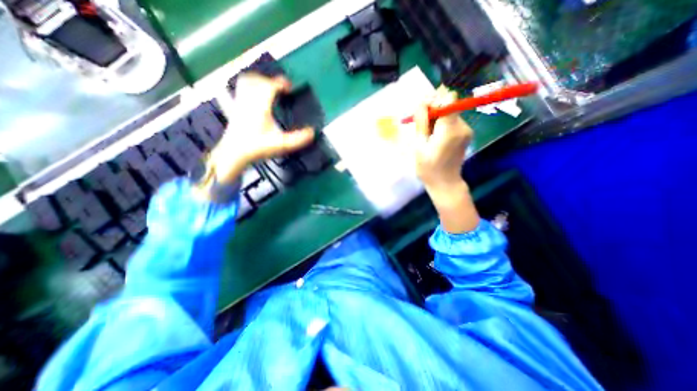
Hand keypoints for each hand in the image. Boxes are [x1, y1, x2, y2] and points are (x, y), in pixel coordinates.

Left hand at [207, 74, 315, 185]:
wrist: (234, 153)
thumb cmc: (257, 147)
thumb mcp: (281, 145)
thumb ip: (298, 139)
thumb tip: (312, 132)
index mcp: (260, 106)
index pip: (270, 86)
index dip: (281, 83)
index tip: (290, 87)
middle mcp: (249, 100)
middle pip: (258, 80)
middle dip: (271, 81)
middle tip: (282, 89)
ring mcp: (240, 101)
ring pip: (247, 80)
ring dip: (260, 80)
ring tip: (269, 87)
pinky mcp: (235, 106)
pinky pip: (241, 88)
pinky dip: (251, 86)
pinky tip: (256, 94)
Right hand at [413, 87, 479, 233]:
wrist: (445, 183)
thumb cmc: (428, 168)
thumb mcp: (419, 146)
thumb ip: (421, 123)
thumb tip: (421, 102)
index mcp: (450, 130)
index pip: (447, 99)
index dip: (434, 100)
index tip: (423, 111)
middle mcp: (462, 126)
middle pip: (449, 104)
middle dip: (434, 110)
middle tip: (422, 125)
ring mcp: (467, 130)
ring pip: (450, 112)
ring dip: (437, 119)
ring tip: (428, 135)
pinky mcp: (466, 134)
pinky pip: (453, 121)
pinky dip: (443, 124)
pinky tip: (435, 138)